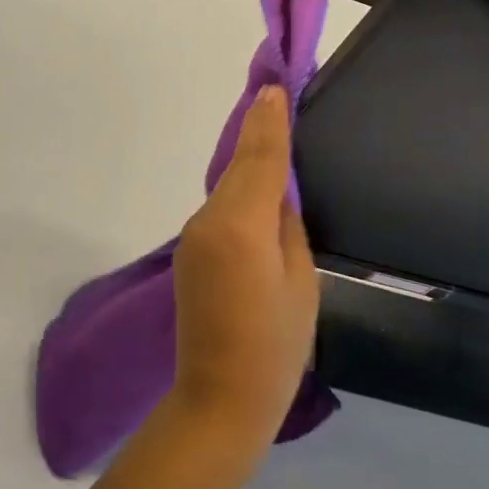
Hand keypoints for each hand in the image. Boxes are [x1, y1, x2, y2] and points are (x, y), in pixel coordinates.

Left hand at [170, 86, 319, 445]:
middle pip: (238, 166)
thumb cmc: (275, 348)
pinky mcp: (187, 251)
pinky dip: (237, 190)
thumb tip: (276, 197)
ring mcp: (193, 235)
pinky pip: (219, 208)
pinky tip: (252, 186)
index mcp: (242, 225)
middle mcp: (210, 219)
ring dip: (246, 160)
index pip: (259, 160)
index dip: (269, 123)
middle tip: (274, 96)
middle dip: (256, 131)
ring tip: (269, 132)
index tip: (273, 88)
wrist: (218, 400)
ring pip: (226, 186)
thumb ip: (287, 228)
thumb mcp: (300, 284)